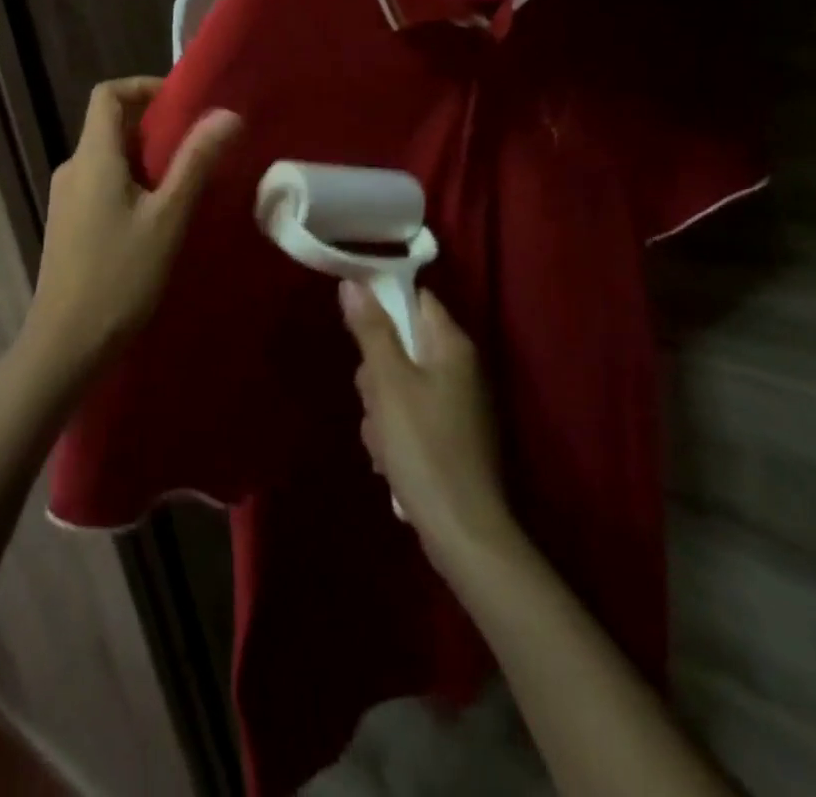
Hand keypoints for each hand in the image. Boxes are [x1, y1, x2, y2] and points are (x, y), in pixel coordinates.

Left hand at [25, 77, 239, 373]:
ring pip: (109, 158)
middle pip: (110, 125)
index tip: (183, 103)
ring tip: (186, 183)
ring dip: (146, 158)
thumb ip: (196, 162)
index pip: (107, 94)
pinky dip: (132, 182)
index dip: (144, 86)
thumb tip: (226, 114)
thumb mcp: (168, 217)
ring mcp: (66, 198)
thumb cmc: (120, 275)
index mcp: (93, 157)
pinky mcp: (68, 223)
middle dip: (155, 127)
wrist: (66, 343)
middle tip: (198, 146)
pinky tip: (157, 216)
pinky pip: (102, 184)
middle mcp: (73, 168)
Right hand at [341, 283, 516, 571]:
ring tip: (383, 441)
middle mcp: (460, 368)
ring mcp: (457, 405)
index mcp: (452, 346)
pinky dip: (394, 434)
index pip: (416, 300)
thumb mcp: (389, 382)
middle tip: (374, 399)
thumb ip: (371, 330)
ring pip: (399, 385)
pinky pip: (409, 417)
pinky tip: (391, 461)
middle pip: (402, 345)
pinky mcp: (449, 437)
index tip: (357, 329)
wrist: (463, 532)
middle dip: (376, 373)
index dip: (384, 305)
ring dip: (381, 410)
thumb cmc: (424, 446)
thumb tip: (353, 282)